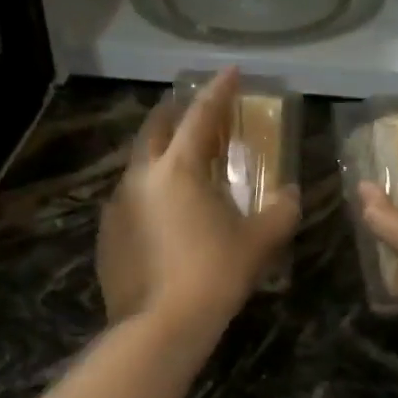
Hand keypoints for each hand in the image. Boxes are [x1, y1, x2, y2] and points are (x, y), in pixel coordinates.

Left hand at [98, 69, 300, 328]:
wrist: (160, 326)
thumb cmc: (214, 275)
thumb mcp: (259, 242)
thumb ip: (281, 211)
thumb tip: (291, 195)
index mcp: (179, 169)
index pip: (201, 116)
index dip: (219, 91)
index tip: (230, 71)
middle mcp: (141, 177)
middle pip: (156, 128)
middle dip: (177, 113)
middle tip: (197, 113)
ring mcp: (117, 205)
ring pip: (139, 164)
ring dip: (161, 155)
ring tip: (183, 166)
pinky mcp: (106, 234)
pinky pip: (130, 200)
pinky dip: (150, 193)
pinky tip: (164, 215)